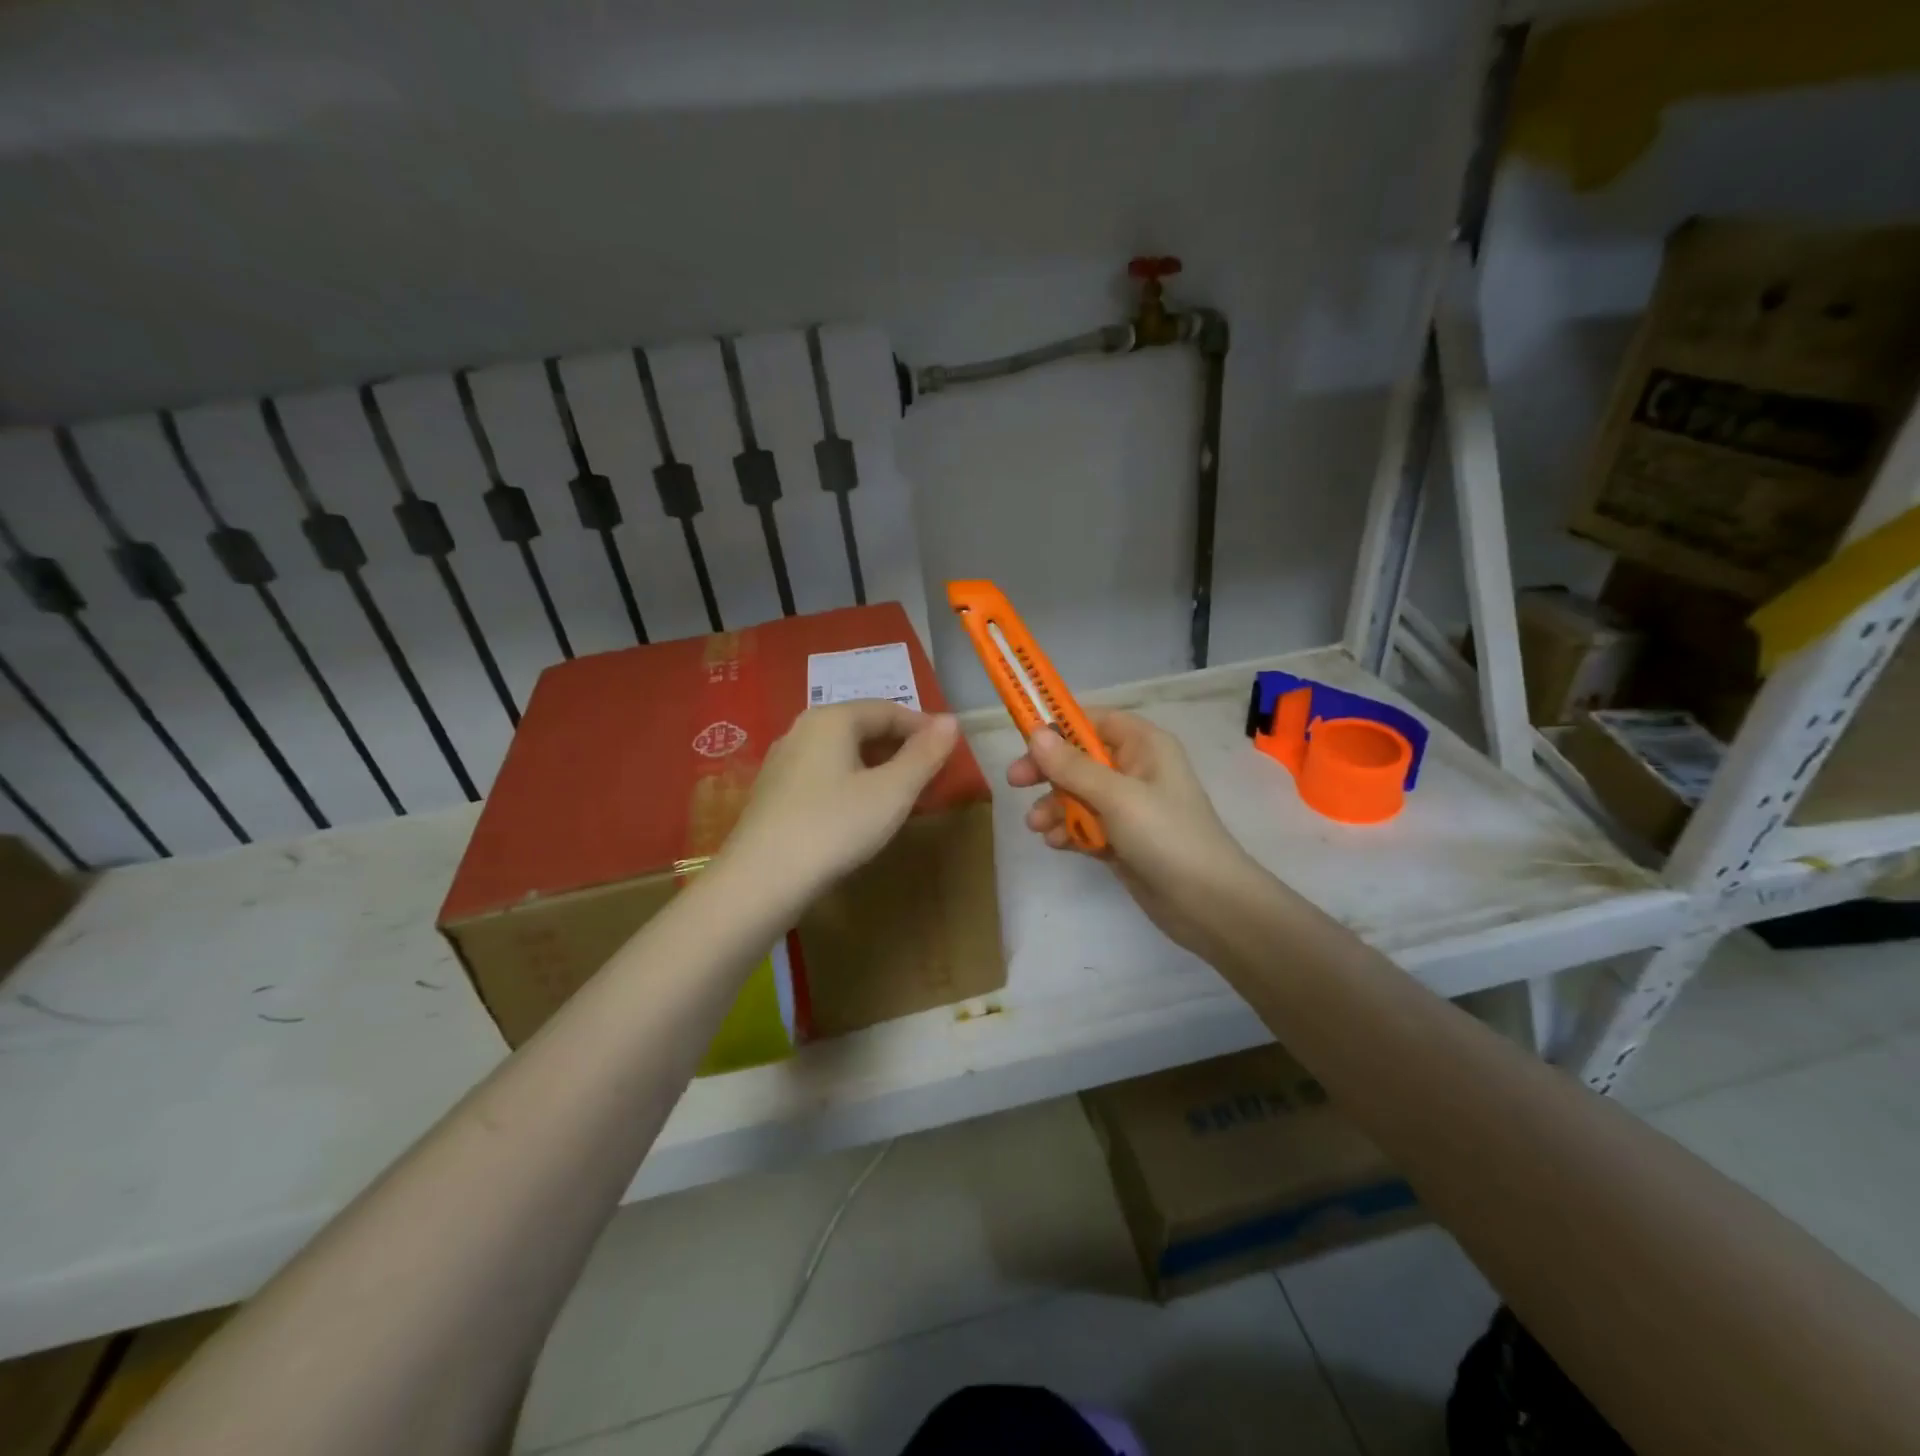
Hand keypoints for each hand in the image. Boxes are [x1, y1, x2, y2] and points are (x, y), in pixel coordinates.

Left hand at [723, 699, 959, 906]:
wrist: (761, 881)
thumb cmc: (834, 827)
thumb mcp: (892, 792)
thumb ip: (924, 755)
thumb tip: (950, 720)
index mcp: (831, 719)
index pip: (888, 709)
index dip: (923, 727)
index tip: (949, 751)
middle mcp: (802, 730)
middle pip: (861, 727)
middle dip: (899, 747)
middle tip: (929, 774)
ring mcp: (782, 762)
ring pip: (841, 752)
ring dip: (875, 766)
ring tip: (900, 794)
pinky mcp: (773, 793)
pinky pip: (822, 774)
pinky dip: (850, 782)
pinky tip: (859, 811)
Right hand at [1007, 709, 1262, 962]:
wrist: (1207, 903)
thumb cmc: (1166, 835)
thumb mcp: (1116, 796)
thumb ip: (1073, 766)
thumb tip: (1035, 733)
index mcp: (1144, 746)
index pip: (1095, 720)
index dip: (1060, 725)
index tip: (1025, 738)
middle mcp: (1136, 770)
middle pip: (1080, 758)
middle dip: (1049, 771)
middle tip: (1015, 781)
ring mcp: (1129, 807)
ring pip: (1078, 794)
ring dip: (1054, 806)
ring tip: (1037, 826)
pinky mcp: (1122, 839)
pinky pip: (1086, 824)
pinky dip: (1069, 830)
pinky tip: (1056, 843)